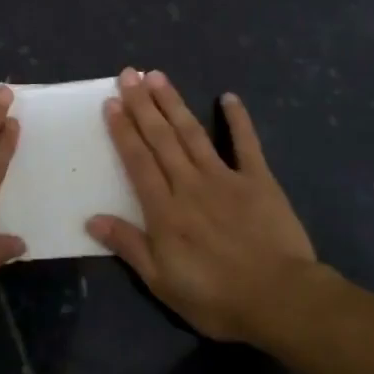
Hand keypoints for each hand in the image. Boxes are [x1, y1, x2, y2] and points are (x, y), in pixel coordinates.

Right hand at [87, 69, 335, 342]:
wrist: (280, 299)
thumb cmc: (216, 297)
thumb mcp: (162, 282)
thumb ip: (129, 246)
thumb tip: (92, 219)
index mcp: (165, 210)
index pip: (138, 161)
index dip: (123, 130)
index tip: (112, 102)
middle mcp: (190, 184)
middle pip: (161, 138)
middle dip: (143, 105)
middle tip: (130, 74)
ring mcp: (225, 178)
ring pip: (193, 134)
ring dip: (174, 104)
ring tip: (158, 76)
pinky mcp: (258, 180)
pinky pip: (246, 144)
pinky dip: (238, 120)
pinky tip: (228, 97)